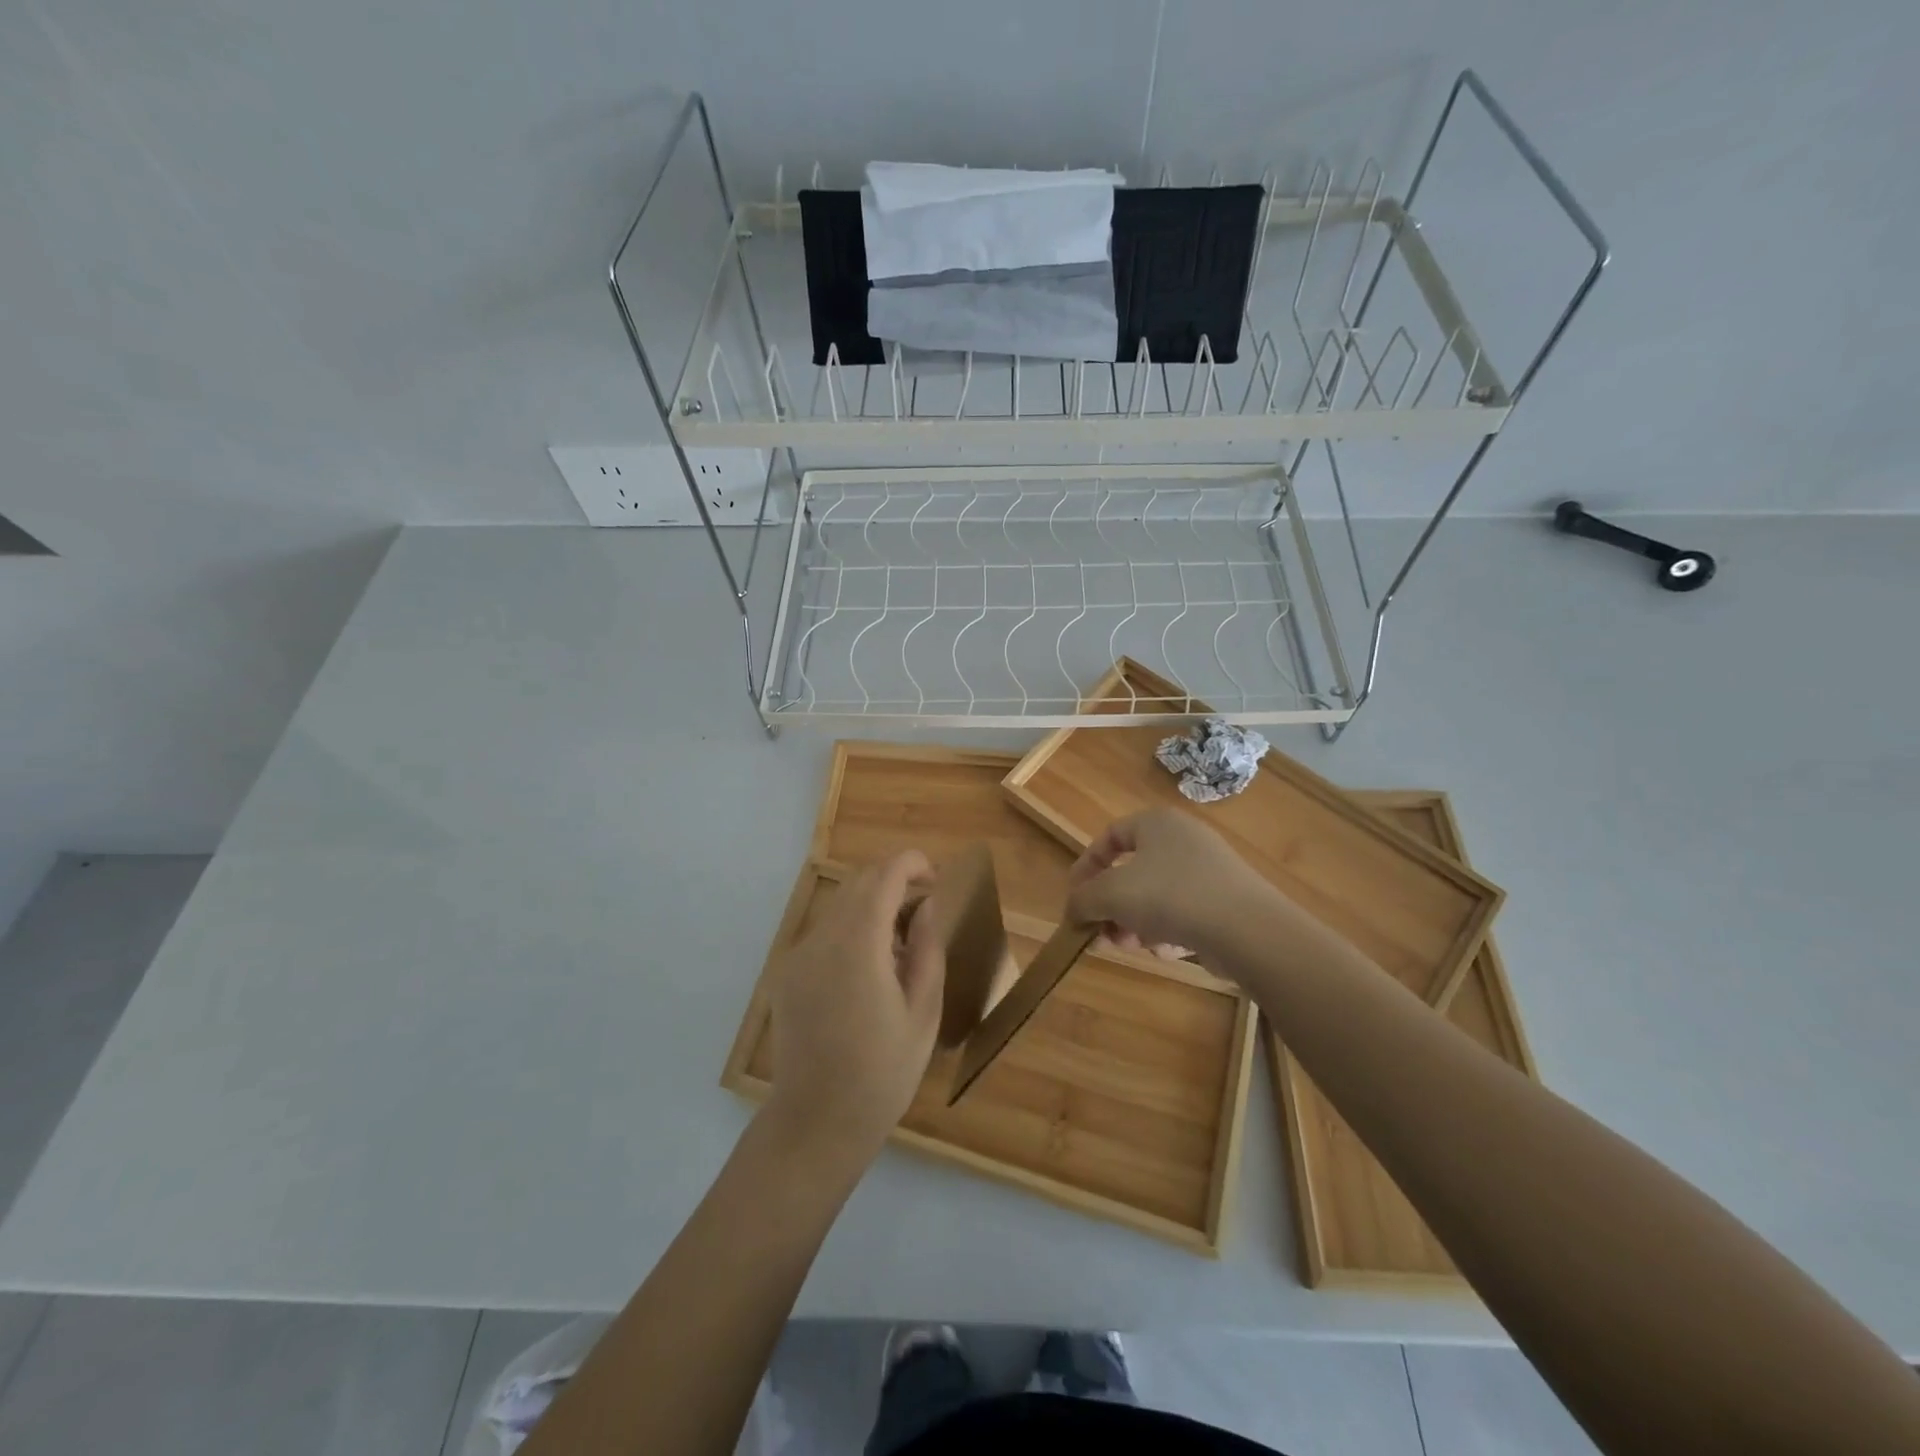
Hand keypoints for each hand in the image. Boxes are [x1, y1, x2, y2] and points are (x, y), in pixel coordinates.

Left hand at [765, 852, 944, 1164]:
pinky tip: (870, 970)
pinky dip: (852, 930)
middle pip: (858, 883)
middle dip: (894, 881)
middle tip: (925, 908)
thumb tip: (927, 906)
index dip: (912, 864)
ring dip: (872, 906)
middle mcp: (821, 939)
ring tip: (902, 944)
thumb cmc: (882, 1074)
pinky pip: (824, 934)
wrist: (816, 1124)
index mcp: (858, 945)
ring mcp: (797, 956)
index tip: (936, 877)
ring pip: (840, 906)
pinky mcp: (786, 975)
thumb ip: (927, 949)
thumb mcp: (923, 1012)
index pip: (884, 876)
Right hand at [1067, 808, 1274, 959]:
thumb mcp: (1110, 895)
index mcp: (1156, 822)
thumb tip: (1073, 912)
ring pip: (1156, 896)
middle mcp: (1184, 838)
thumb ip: (1082, 900)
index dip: (1086, 867)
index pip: (1109, 836)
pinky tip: (1169, 951)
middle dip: (1112, 906)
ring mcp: (1209, 869)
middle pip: (1132, 872)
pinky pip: (1184, 912)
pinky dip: (1169, 931)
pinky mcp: (1226, 900)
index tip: (1075, 899)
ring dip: (1136, 923)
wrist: (1246, 929)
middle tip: (1102, 933)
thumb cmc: (1169, 896)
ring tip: (1134, 947)